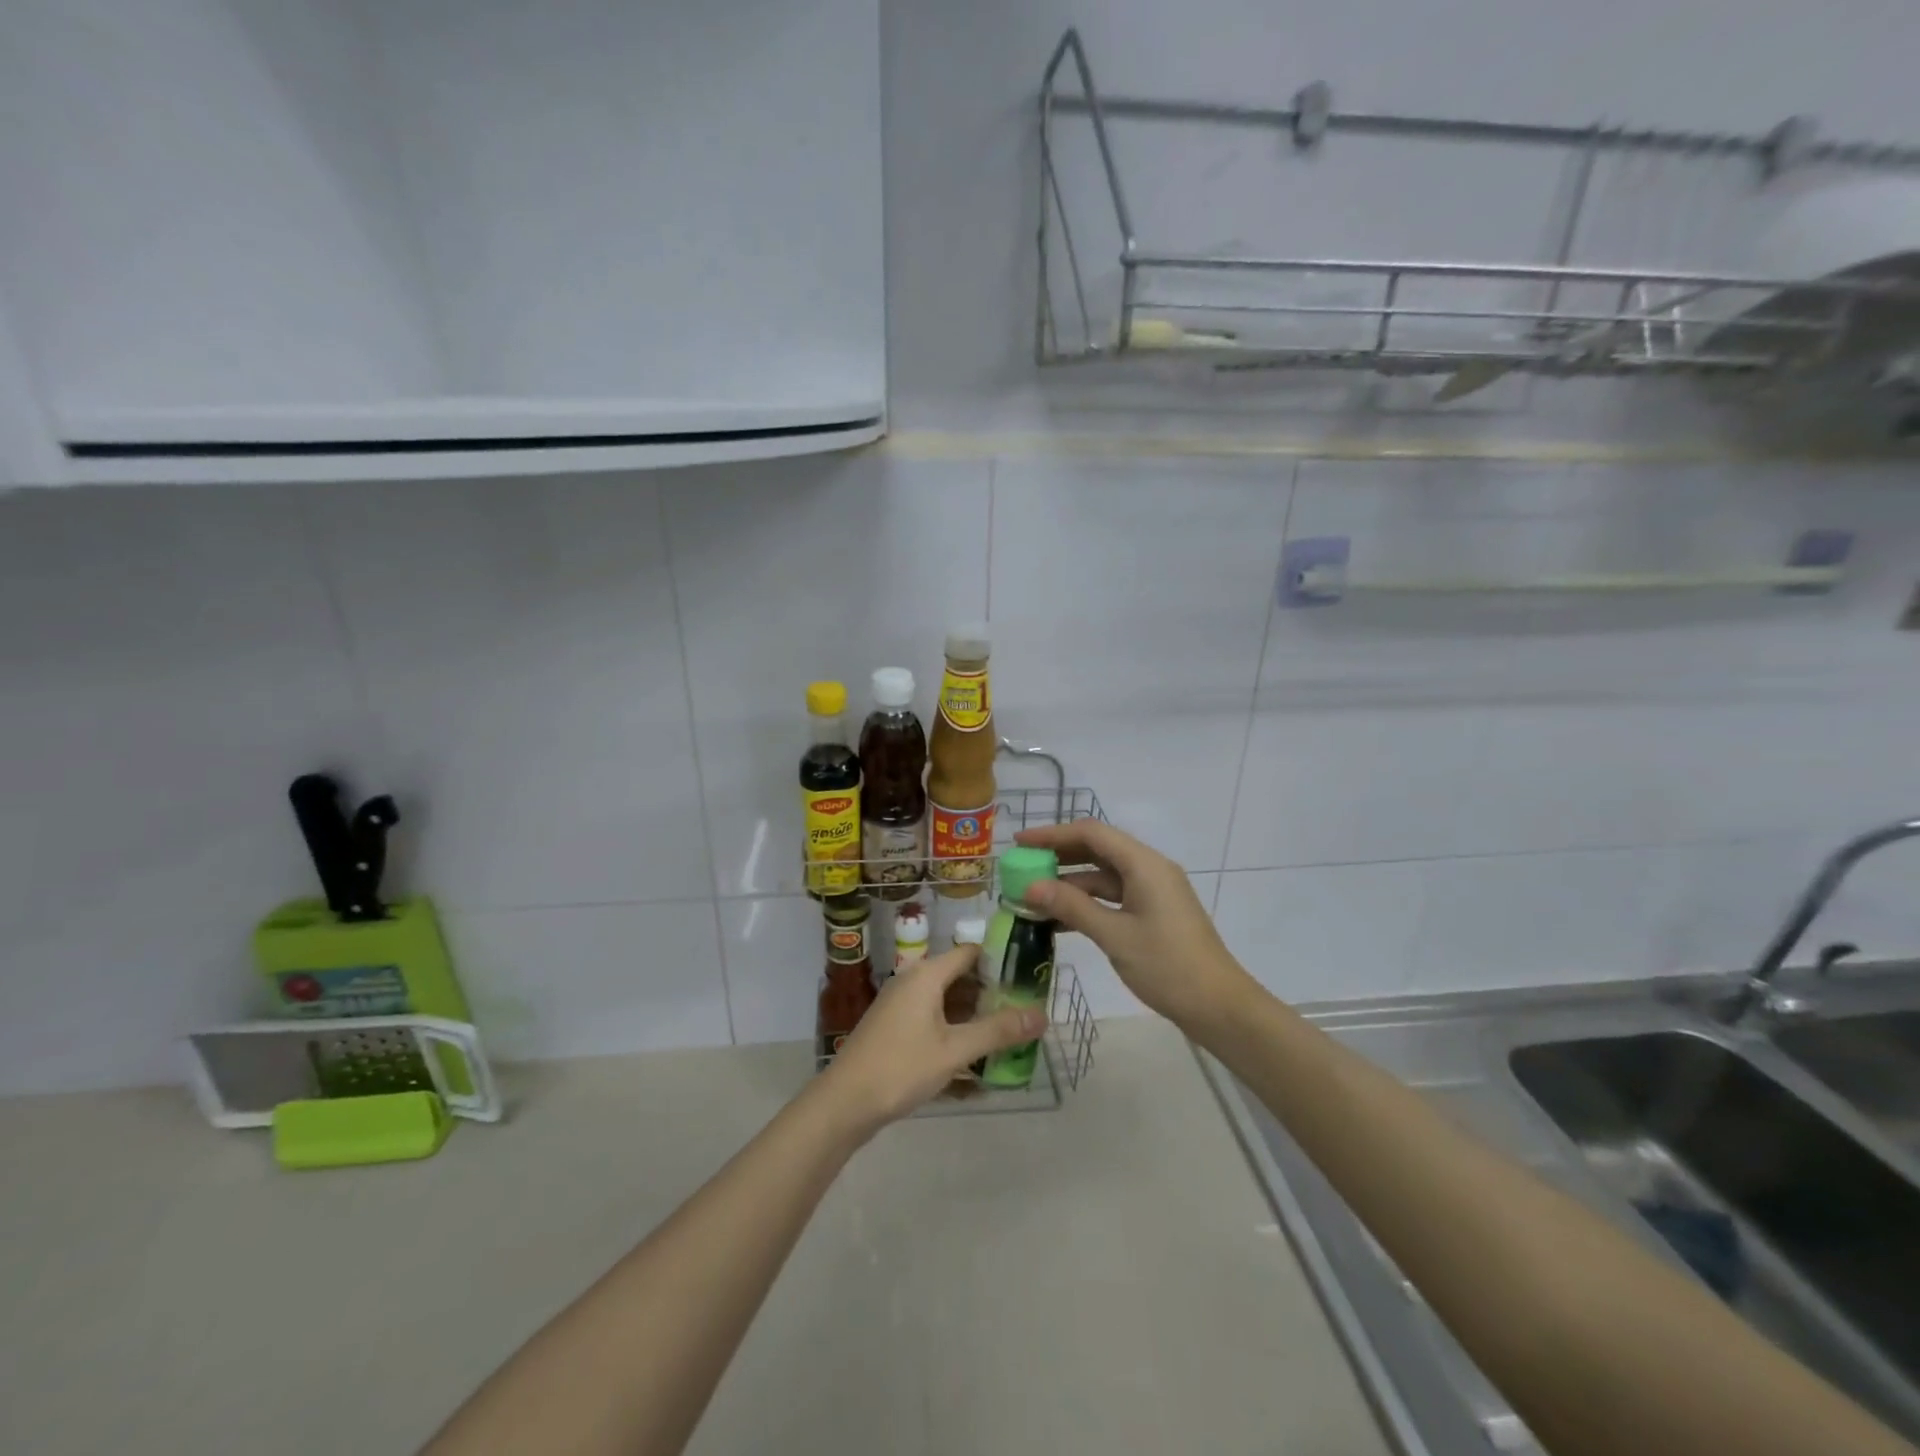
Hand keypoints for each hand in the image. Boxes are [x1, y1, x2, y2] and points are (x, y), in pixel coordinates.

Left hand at [816, 944, 1044, 1137]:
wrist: (844, 1102)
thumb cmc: (901, 1067)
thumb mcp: (955, 1050)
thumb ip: (998, 1031)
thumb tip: (1042, 1015)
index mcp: (927, 974)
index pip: (971, 952)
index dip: (1001, 960)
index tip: (1030, 976)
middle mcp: (913, 980)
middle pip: (961, 977)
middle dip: (993, 993)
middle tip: (1027, 1010)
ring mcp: (902, 1004)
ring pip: (948, 1001)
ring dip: (976, 1015)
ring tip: (1010, 1034)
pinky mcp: (896, 1027)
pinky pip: (934, 1019)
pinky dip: (956, 1030)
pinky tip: (977, 1056)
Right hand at [1015, 819, 1252, 1031]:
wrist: (1219, 1007)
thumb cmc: (1168, 966)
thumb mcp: (1114, 935)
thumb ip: (1072, 907)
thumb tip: (1031, 886)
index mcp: (1144, 864)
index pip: (1091, 833)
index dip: (1052, 834)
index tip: (1019, 843)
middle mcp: (1149, 869)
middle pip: (1097, 849)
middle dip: (1058, 855)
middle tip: (1022, 867)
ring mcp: (1153, 892)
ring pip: (1104, 875)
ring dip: (1070, 882)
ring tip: (1033, 895)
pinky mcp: (1154, 913)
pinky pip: (1114, 896)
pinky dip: (1087, 902)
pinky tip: (1060, 918)